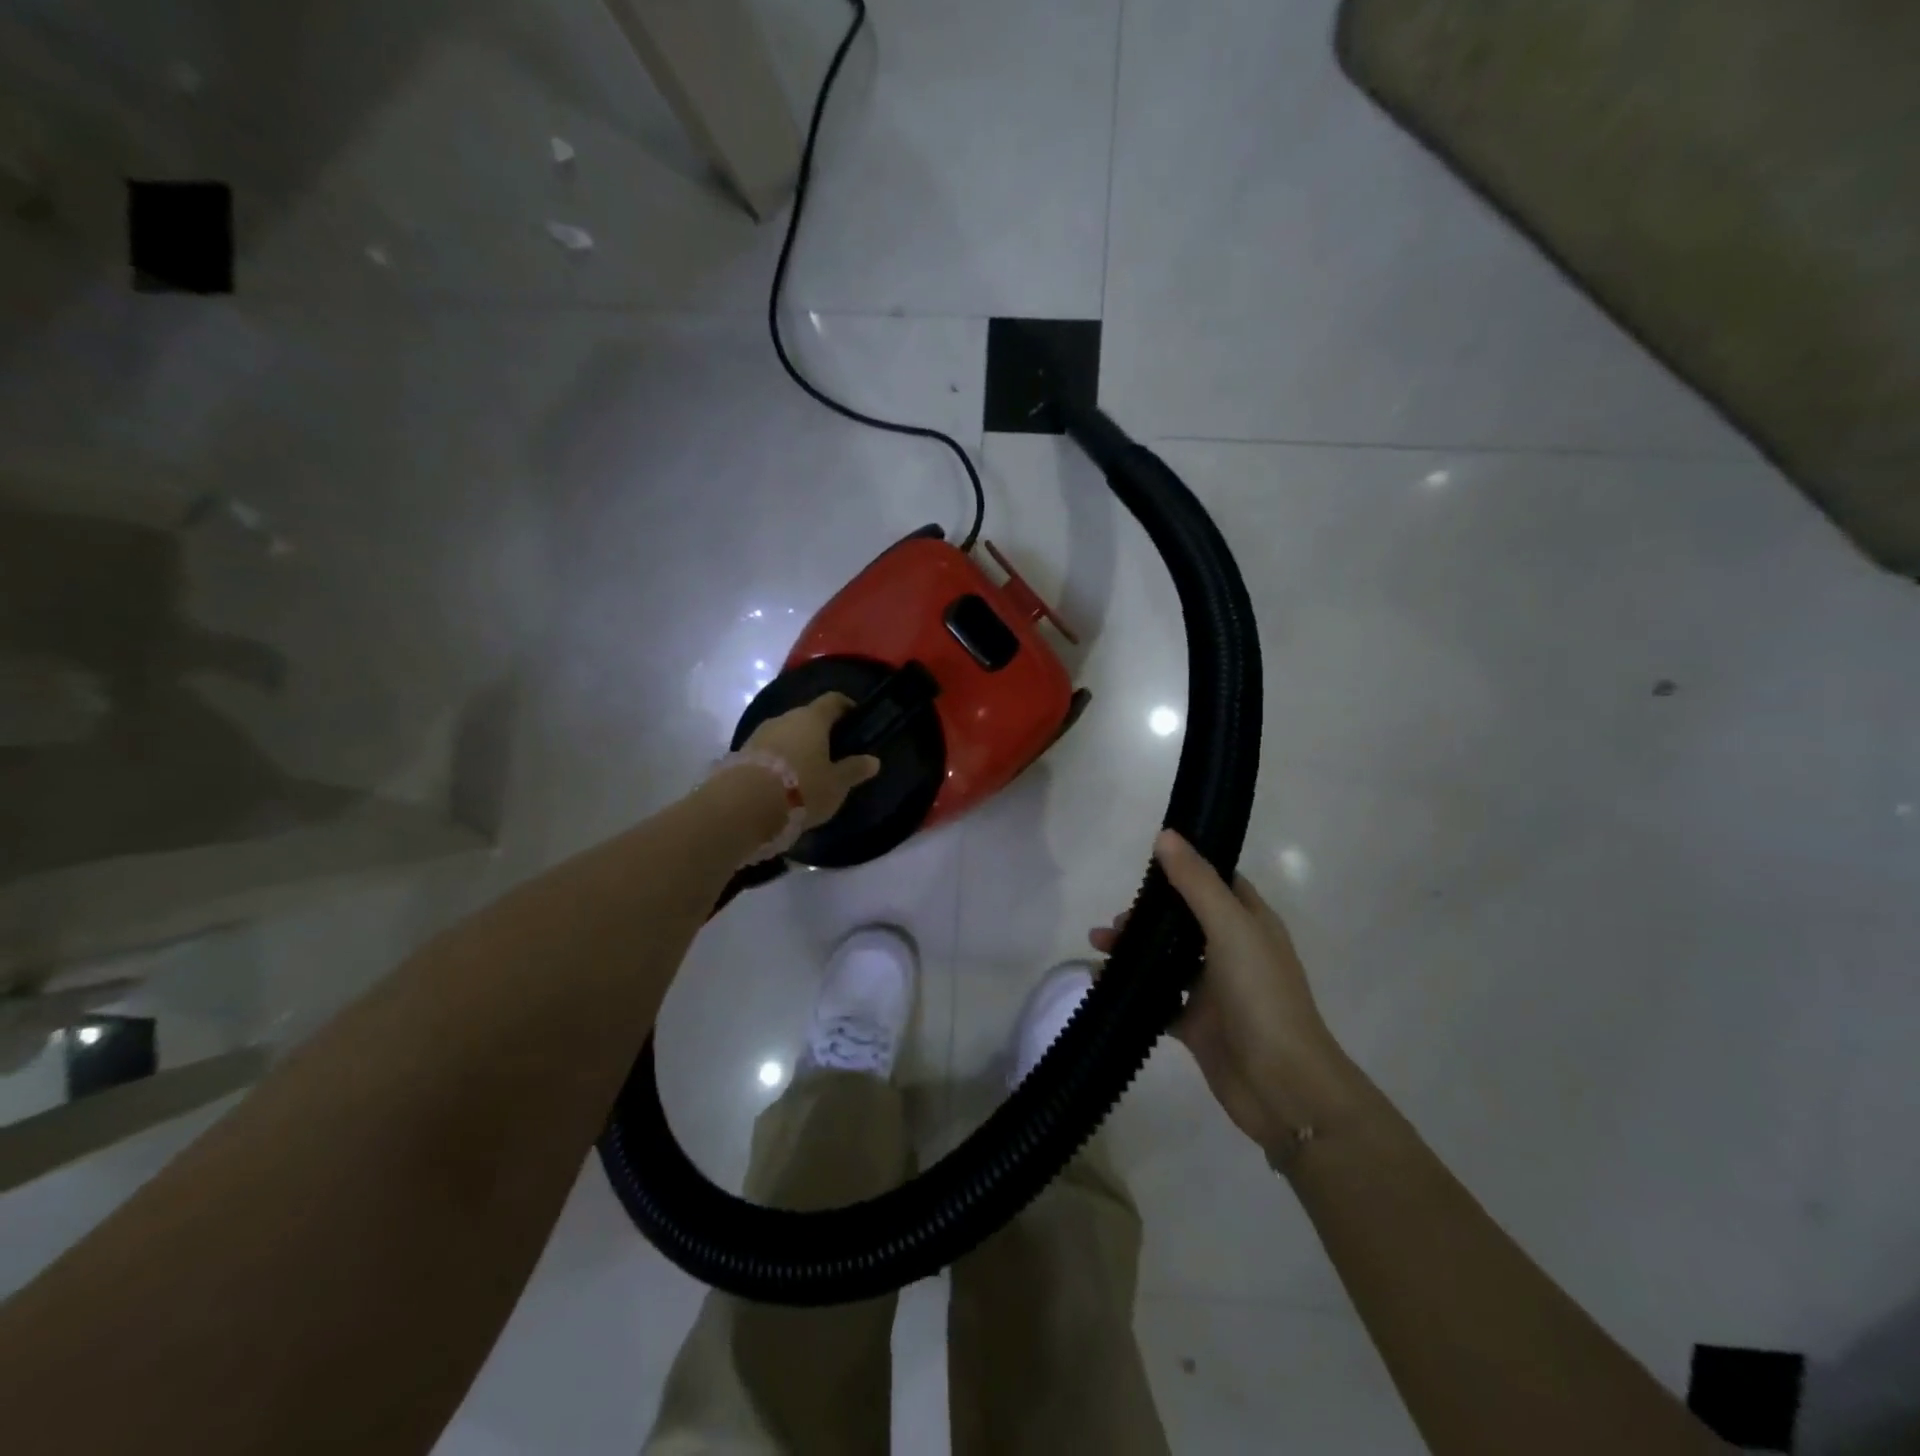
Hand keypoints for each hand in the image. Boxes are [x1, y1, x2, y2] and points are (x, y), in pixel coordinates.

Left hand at [742, 693, 881, 828]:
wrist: (743, 805)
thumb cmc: (801, 788)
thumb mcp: (836, 784)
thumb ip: (854, 770)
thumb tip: (873, 760)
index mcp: (812, 718)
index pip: (833, 701)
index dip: (846, 707)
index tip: (855, 719)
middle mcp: (785, 718)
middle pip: (807, 717)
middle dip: (820, 732)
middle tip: (833, 753)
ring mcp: (760, 733)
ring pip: (786, 734)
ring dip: (797, 747)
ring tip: (807, 771)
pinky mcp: (741, 752)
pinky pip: (768, 751)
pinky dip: (779, 760)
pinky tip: (784, 782)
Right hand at [1091, 830, 1357, 1154]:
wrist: (1283, 1086)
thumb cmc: (1261, 995)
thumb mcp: (1229, 927)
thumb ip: (1195, 882)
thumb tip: (1165, 836)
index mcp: (1250, 923)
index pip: (1216, 882)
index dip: (1184, 870)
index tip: (1145, 865)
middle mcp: (1234, 951)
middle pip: (1183, 921)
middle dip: (1147, 915)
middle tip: (1115, 922)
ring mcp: (1215, 991)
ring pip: (1168, 960)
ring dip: (1135, 950)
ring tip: (1099, 948)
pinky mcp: (1198, 1026)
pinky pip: (1160, 999)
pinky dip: (1134, 990)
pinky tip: (1104, 984)